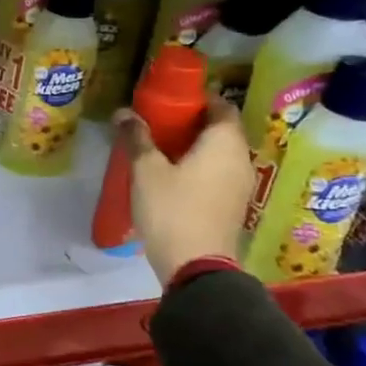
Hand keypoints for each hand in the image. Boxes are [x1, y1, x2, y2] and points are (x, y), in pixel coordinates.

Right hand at [114, 93, 255, 284]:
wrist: (196, 266)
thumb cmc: (172, 209)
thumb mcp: (146, 170)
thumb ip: (137, 138)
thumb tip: (124, 112)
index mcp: (225, 143)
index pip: (221, 106)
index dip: (198, 99)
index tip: (170, 100)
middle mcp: (240, 159)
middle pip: (221, 130)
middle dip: (192, 123)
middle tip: (159, 122)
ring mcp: (241, 185)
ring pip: (219, 154)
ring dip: (195, 147)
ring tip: (161, 148)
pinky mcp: (232, 206)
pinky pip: (218, 174)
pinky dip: (199, 167)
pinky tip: (172, 175)